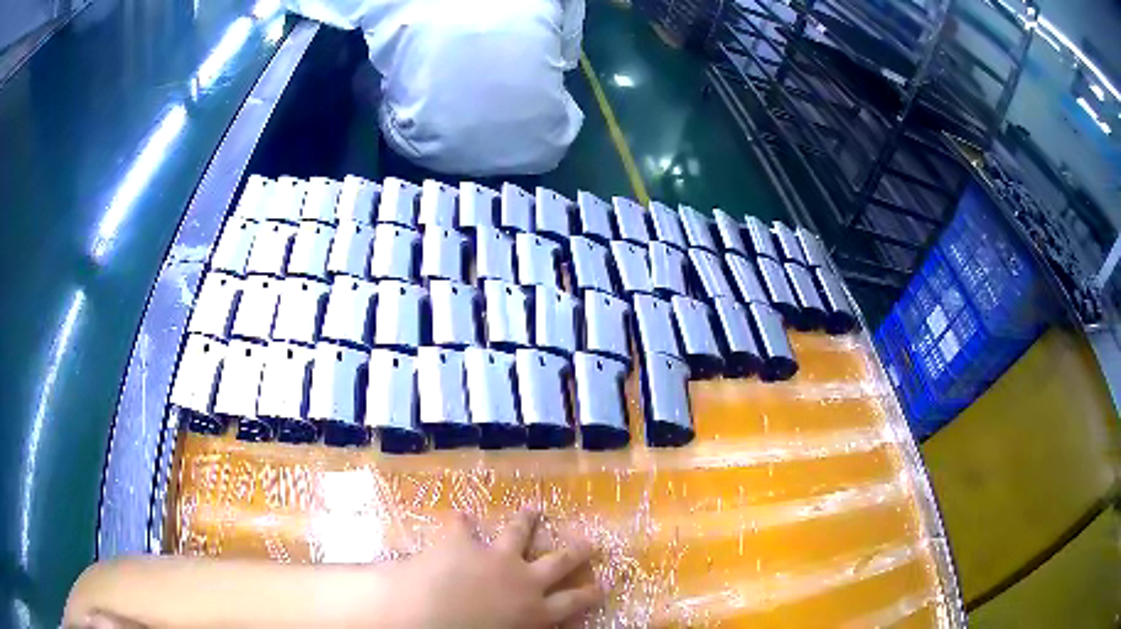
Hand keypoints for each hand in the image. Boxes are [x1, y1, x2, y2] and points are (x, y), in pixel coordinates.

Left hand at [394, 510, 601, 628]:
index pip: (572, 603)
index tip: (604, 585)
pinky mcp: (462, 545)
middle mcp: (523, 581)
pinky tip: (462, 514)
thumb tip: (525, 624)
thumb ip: (522, 627)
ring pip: (517, 535)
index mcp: (534, 612)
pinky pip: (464, 528)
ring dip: (526, 522)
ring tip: (533, 510)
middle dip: (575, 553)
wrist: (432, 619)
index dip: (589, 594)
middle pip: (557, 563)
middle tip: (590, 543)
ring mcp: (494, 559)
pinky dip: (462, 521)